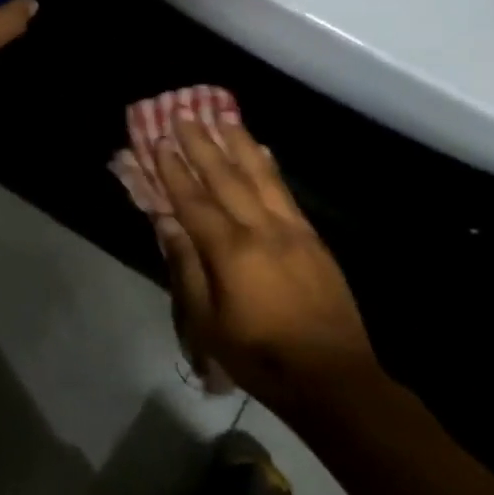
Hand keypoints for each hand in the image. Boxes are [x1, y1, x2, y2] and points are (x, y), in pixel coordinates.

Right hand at [150, 92, 380, 413]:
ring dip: (238, 144)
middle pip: (226, 178)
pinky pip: (286, 192)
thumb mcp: (207, 322)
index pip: (193, 200)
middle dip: (202, 144)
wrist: (335, 380)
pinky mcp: (313, 241)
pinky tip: (262, 151)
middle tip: (183, 114)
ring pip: (260, 176)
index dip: (173, 170)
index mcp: (230, 251)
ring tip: (223, 117)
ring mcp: (292, 232)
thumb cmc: (260, 356)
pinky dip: (269, 167)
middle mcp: (262, 230)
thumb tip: (167, 223)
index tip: (158, 141)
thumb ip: (186, 267)